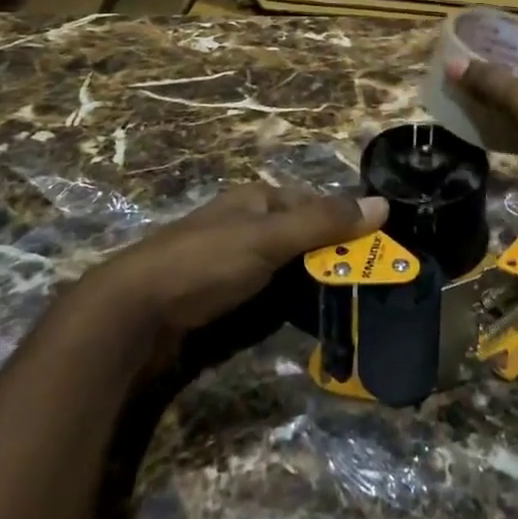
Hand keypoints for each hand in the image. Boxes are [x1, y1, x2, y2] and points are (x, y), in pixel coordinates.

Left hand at [81, 181, 387, 344]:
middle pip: (303, 235)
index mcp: (257, 200)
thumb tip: (383, 204)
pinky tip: (306, 318)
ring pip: (288, 266)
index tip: (379, 250)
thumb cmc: (205, 262)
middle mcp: (247, 224)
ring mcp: (232, 261)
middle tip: (369, 285)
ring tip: (348, 306)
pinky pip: (269, 292)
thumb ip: (323, 223)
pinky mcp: (221, 295)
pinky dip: (289, 302)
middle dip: (332, 256)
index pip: (315, 204)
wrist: (134, 311)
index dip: (346, 222)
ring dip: (313, 283)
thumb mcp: (269, 238)